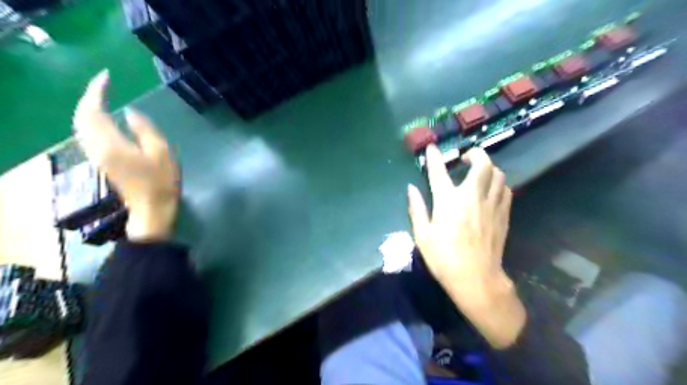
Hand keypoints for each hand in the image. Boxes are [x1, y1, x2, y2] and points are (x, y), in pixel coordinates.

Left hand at [72, 69, 179, 239]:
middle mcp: (96, 147)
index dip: (97, 91)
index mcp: (110, 144)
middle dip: (89, 96)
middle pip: (81, 116)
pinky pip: (87, 133)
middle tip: (105, 84)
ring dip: (88, 107)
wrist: (151, 209)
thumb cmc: (161, 182)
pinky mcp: (101, 161)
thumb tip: (130, 112)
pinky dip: (91, 120)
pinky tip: (103, 118)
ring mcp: (96, 155)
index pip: (93, 110)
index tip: (108, 76)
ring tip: (103, 97)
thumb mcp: (162, 152)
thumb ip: (145, 129)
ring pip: (81, 124)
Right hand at [404, 144, 523, 348]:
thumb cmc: (444, 258)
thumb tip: (411, 189)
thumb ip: (417, 208)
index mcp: (448, 201)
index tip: (432, 147)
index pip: (439, 172)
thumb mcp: (422, 235)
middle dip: (476, 153)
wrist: (476, 278)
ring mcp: (491, 205)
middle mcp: (472, 197)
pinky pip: (506, 190)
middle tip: (466, 157)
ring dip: (489, 168)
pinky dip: (498, 184)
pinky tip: (491, 191)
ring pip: (498, 174)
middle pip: (482, 163)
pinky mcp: (503, 215)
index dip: (435, 157)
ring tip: (479, 173)